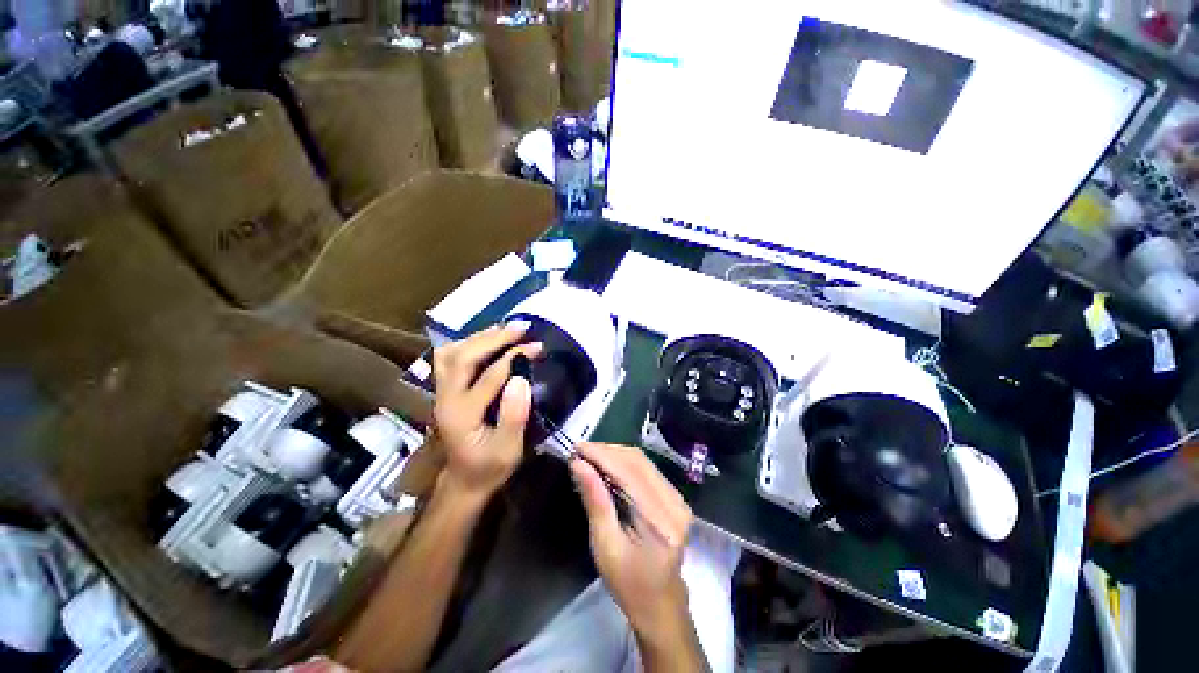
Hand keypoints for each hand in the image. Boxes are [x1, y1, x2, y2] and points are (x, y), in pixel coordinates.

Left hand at [433, 325, 541, 501]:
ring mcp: (441, 392)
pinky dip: (468, 343)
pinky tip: (486, 340)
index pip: (489, 376)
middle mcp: (445, 398)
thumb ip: (514, 416)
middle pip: (464, 357)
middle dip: (494, 338)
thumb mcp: (508, 450)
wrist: (462, 480)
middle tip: (521, 327)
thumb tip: (521, 379)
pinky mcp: (444, 390)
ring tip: (506, 329)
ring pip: (452, 353)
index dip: (514, 357)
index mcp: (462, 414)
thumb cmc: (489, 467)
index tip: (537, 346)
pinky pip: (449, 358)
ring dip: (479, 337)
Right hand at [570, 443, 692, 642]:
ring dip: (615, 454)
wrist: (660, 605)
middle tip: (581, 451)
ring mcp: (678, 498)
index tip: (577, 448)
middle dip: (607, 451)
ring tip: (590, 456)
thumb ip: (595, 501)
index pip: (629, 471)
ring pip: (643, 461)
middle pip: (638, 460)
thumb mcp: (605, 546)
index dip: (602, 455)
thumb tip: (578, 465)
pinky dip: (624, 463)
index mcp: (660, 518)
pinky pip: (647, 469)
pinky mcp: (674, 497)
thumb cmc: (629, 584)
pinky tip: (608, 466)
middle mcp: (674, 501)